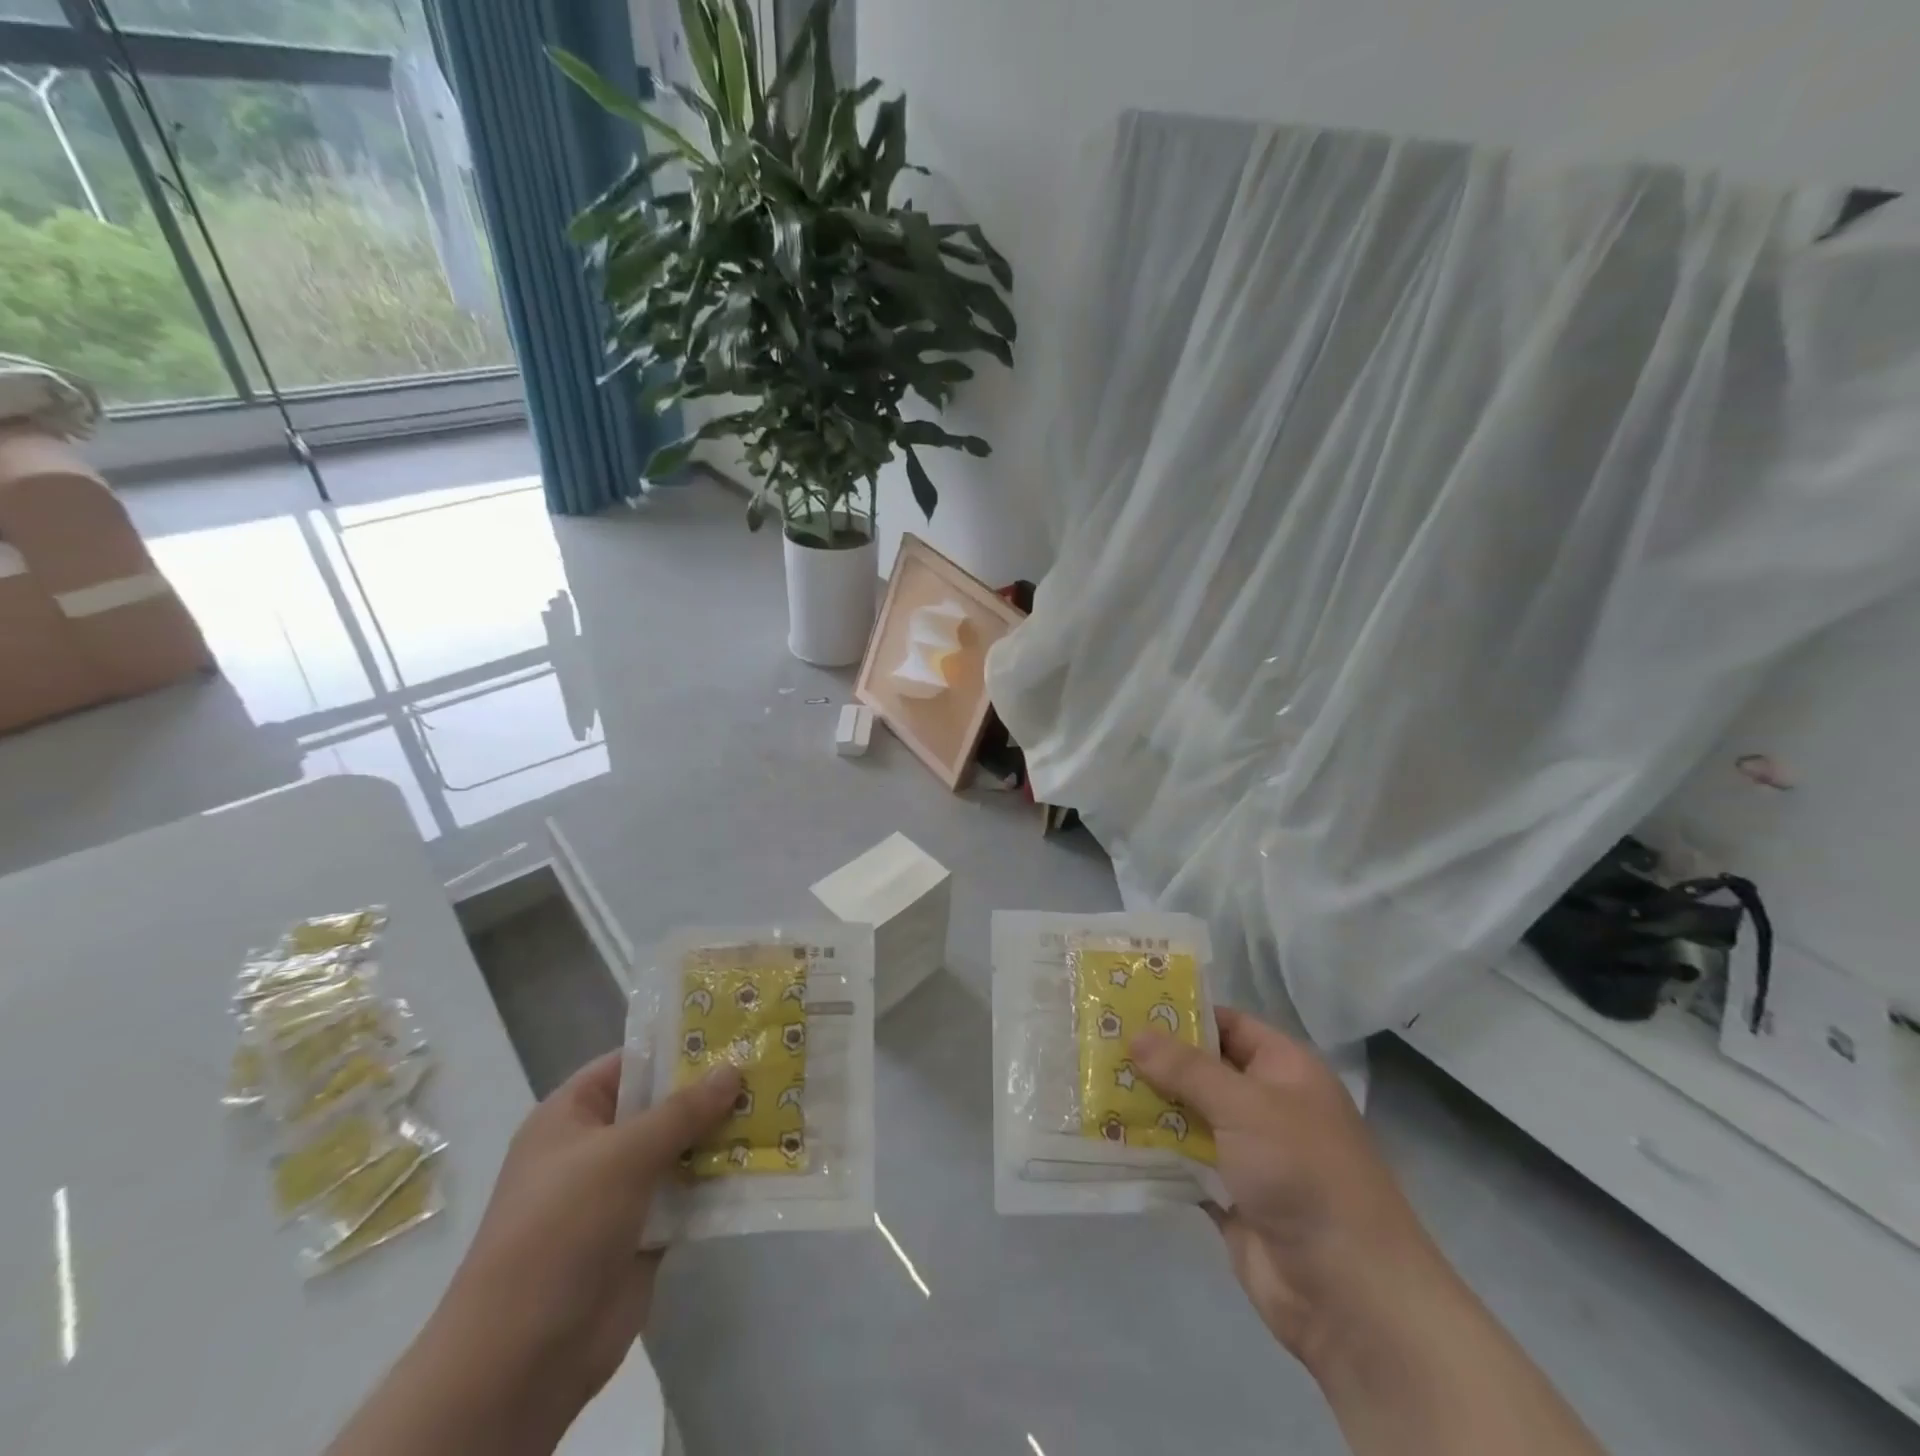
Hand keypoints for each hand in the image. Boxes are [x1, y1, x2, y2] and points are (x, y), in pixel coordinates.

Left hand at [420, 1052, 740, 1443]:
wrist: (523, 1359)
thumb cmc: (561, 1229)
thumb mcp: (622, 1155)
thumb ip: (682, 1110)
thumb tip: (733, 1069)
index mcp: (572, 1116)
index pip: (632, 1063)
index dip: (679, 1046)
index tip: (734, 1031)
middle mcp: (597, 1148)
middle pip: (663, 1106)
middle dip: (712, 1091)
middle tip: (769, 1065)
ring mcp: (621, 1193)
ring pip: (681, 1149)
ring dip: (723, 1135)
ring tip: (780, 1106)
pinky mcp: (645, 1233)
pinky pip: (690, 1193)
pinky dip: (721, 1180)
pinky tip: (767, 1159)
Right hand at [1131, 1009, 1436, 1362]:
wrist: (1349, 1294)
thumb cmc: (1303, 1174)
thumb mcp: (1245, 1106)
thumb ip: (1187, 1069)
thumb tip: (1135, 1034)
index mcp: (1284, 1070)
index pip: (1228, 1025)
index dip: (1182, 1013)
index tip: (1128, 1006)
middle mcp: (1267, 1105)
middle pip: (1202, 1070)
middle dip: (1154, 1061)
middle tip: (1096, 1043)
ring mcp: (1248, 1153)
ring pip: (1188, 1115)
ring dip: (1148, 1105)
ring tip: (1091, 1083)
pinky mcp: (1229, 1196)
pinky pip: (1183, 1161)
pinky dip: (1153, 1151)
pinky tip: (1108, 1135)